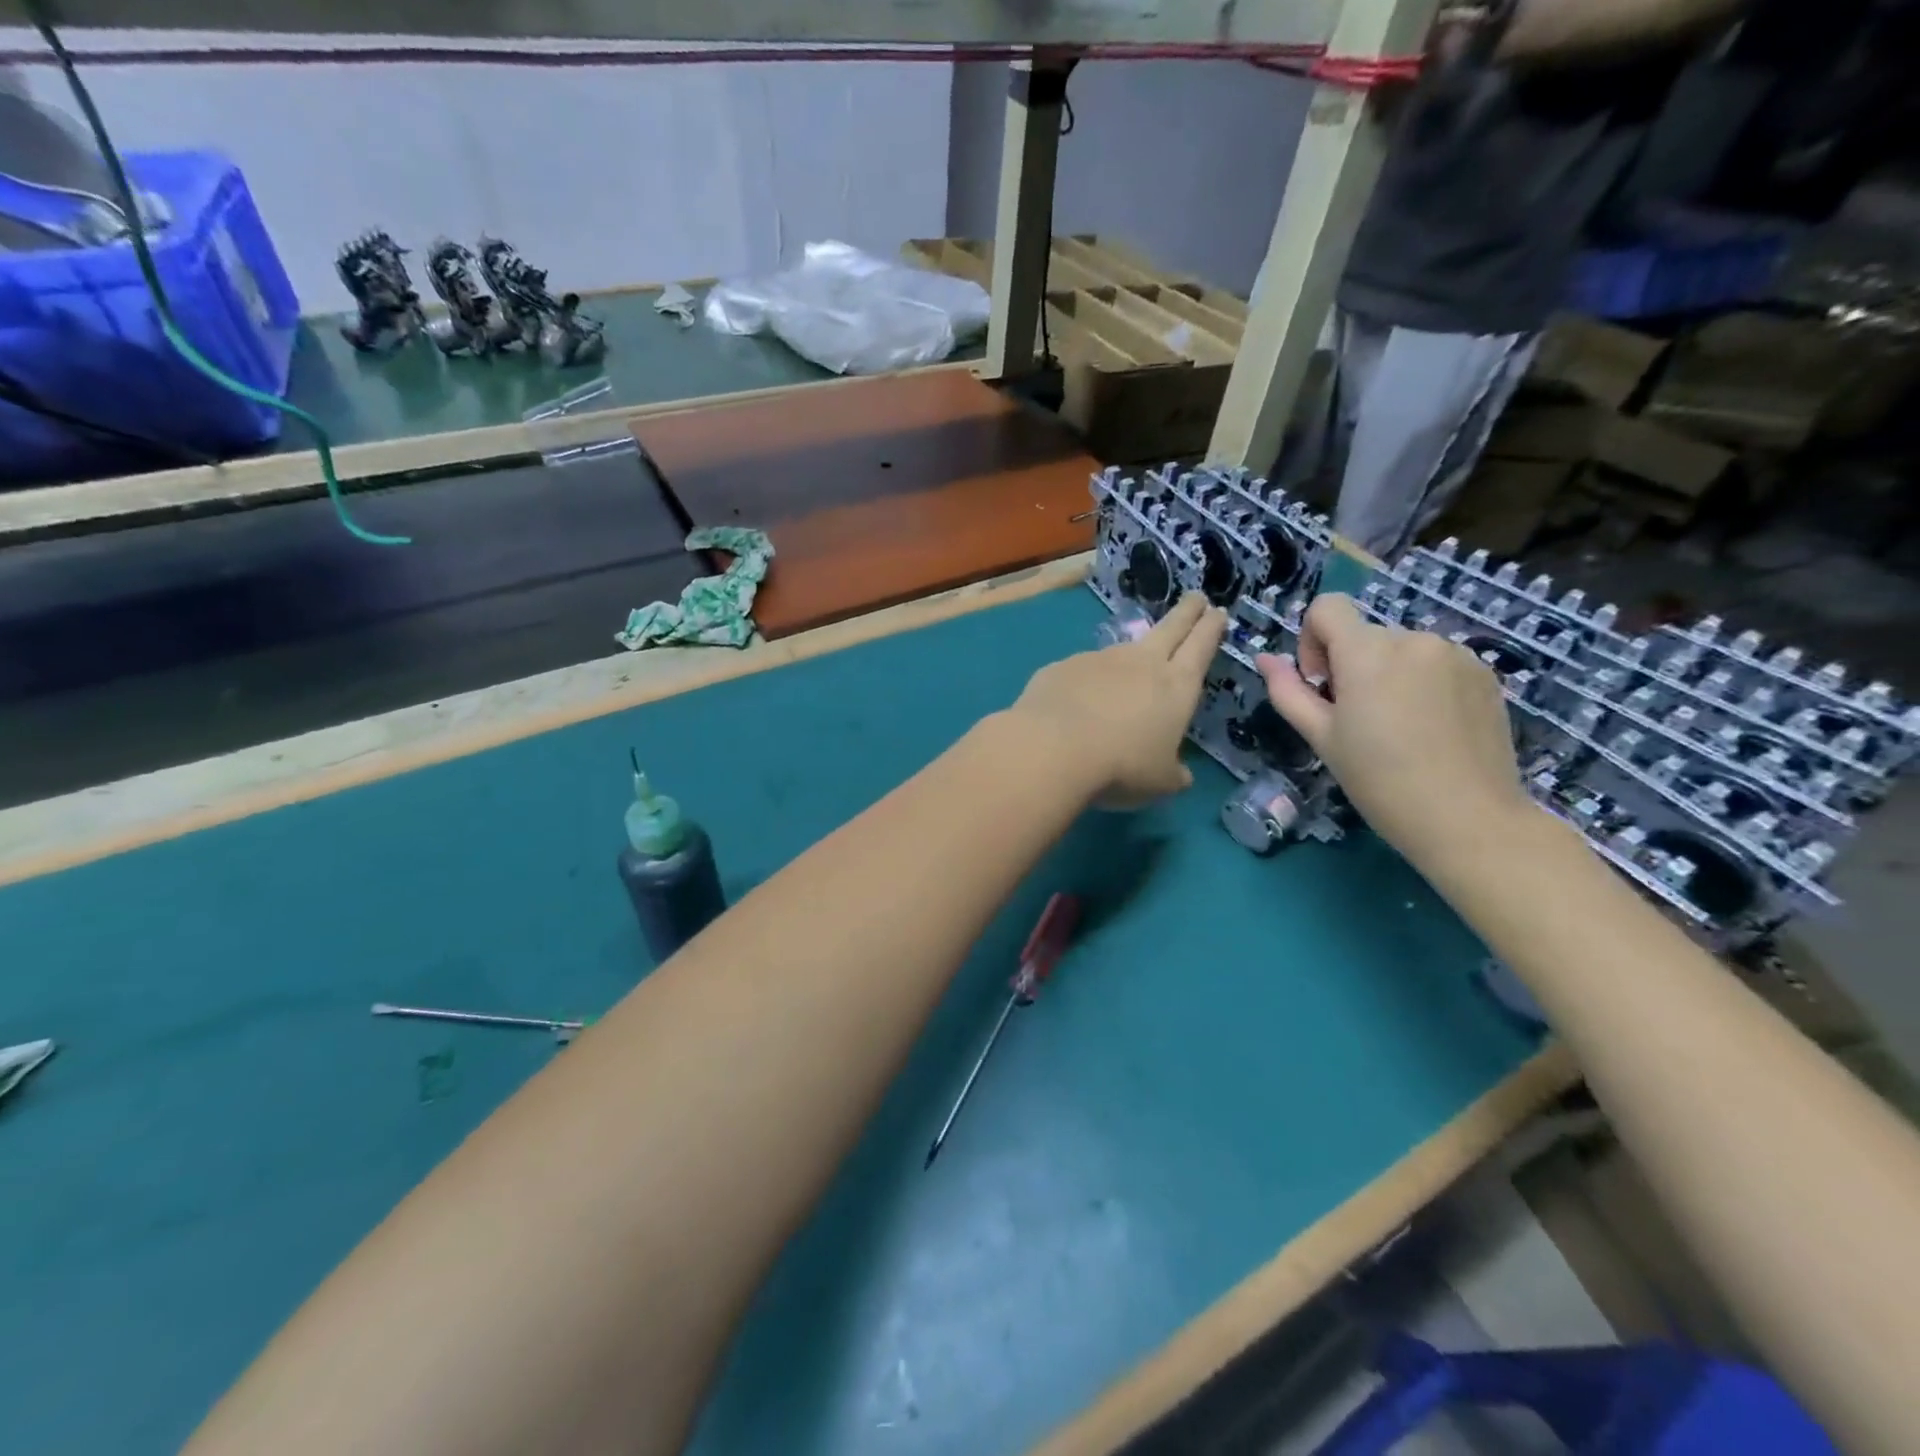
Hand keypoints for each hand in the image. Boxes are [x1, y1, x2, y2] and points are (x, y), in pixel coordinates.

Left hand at [1009, 593, 1225, 808]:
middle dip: (1186, 612)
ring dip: (1129, 657)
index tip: (1217, 611)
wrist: (1052, 748)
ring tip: (1125, 676)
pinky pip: (1080, 671)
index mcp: (1176, 686)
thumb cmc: (1121, 767)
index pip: (1201, 646)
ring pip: (1121, 651)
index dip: (1210, 627)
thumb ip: (1173, 773)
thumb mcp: (1160, 782)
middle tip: (1195, 597)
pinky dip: (1084, 681)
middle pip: (1170, 628)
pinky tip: (1075, 703)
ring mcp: (1098, 660)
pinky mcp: (1061, 667)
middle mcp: (1140, 663)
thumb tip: (1181, 775)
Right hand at [1256, 594, 1532, 869]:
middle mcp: (1413, 639)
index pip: (1327, 607)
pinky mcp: (1484, 673)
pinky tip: (1432, 729)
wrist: (1467, 818)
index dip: (1312, 639)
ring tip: (1399, 728)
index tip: (1322, 684)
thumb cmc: (1378, 780)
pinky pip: (1437, 663)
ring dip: (1389, 675)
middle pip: (1364, 635)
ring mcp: (1455, 654)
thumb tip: (1265, 658)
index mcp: (1367, 652)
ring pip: (1401, 650)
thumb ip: (1288, 691)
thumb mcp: (1321, 737)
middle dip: (1352, 666)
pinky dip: (1424, 684)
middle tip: (1359, 721)